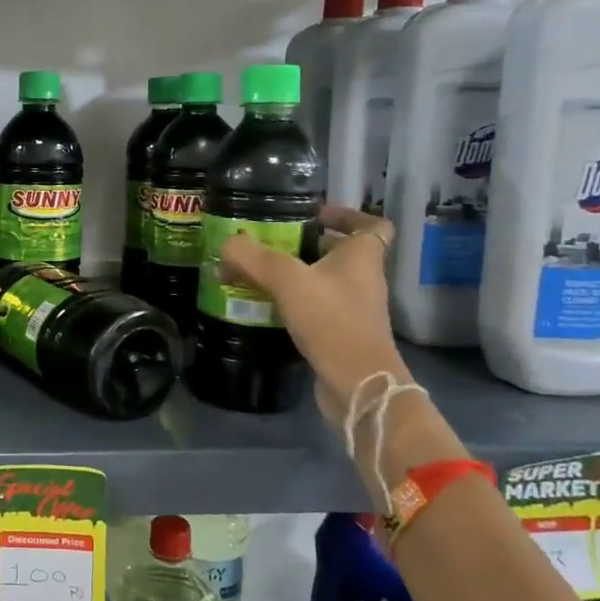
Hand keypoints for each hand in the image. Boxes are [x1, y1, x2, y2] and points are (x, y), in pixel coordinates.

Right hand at [217, 203, 406, 425]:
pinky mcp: (340, 335)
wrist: (357, 385)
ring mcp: (353, 310)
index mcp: (363, 257)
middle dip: (306, 246)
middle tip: (270, 244)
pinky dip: (291, 304)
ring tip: (256, 274)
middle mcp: (363, 280)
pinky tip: (263, 307)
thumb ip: (253, 257)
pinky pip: (314, 309)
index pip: (372, 225)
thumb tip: (227, 243)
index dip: (347, 215)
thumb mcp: (287, 280)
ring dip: (294, 276)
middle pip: (339, 253)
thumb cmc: (331, 321)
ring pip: (323, 282)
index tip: (315, 215)